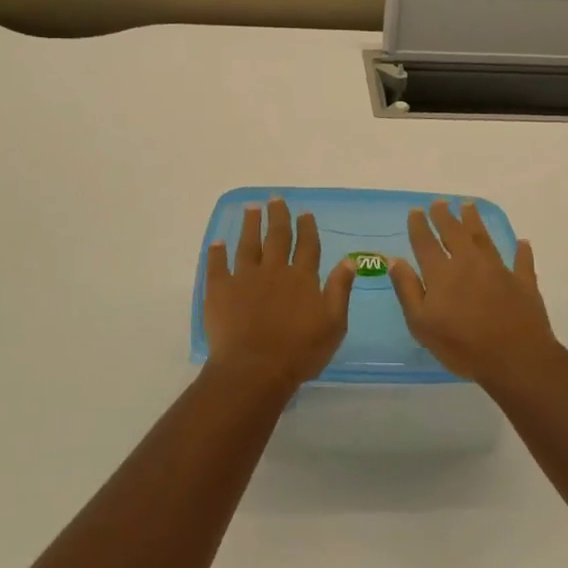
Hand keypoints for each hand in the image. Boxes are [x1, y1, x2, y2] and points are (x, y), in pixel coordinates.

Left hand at [203, 198, 356, 392]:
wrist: (254, 369)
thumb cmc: (299, 351)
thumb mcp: (333, 324)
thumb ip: (340, 290)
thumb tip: (349, 260)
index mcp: (302, 278)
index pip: (307, 246)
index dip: (307, 228)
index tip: (304, 212)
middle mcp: (274, 270)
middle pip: (277, 236)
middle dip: (278, 216)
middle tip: (275, 198)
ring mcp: (244, 278)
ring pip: (248, 244)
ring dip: (250, 224)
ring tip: (251, 208)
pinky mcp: (220, 290)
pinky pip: (217, 266)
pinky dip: (217, 253)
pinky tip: (218, 242)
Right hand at [390, 200, 558, 389]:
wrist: (515, 358)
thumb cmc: (462, 346)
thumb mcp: (422, 324)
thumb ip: (408, 289)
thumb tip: (395, 260)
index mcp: (442, 273)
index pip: (426, 243)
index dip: (419, 225)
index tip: (416, 210)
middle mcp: (469, 263)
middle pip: (455, 233)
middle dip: (445, 216)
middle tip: (440, 202)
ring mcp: (498, 270)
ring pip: (484, 238)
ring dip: (475, 221)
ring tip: (469, 205)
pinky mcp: (523, 283)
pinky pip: (521, 262)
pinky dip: (521, 251)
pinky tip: (522, 243)